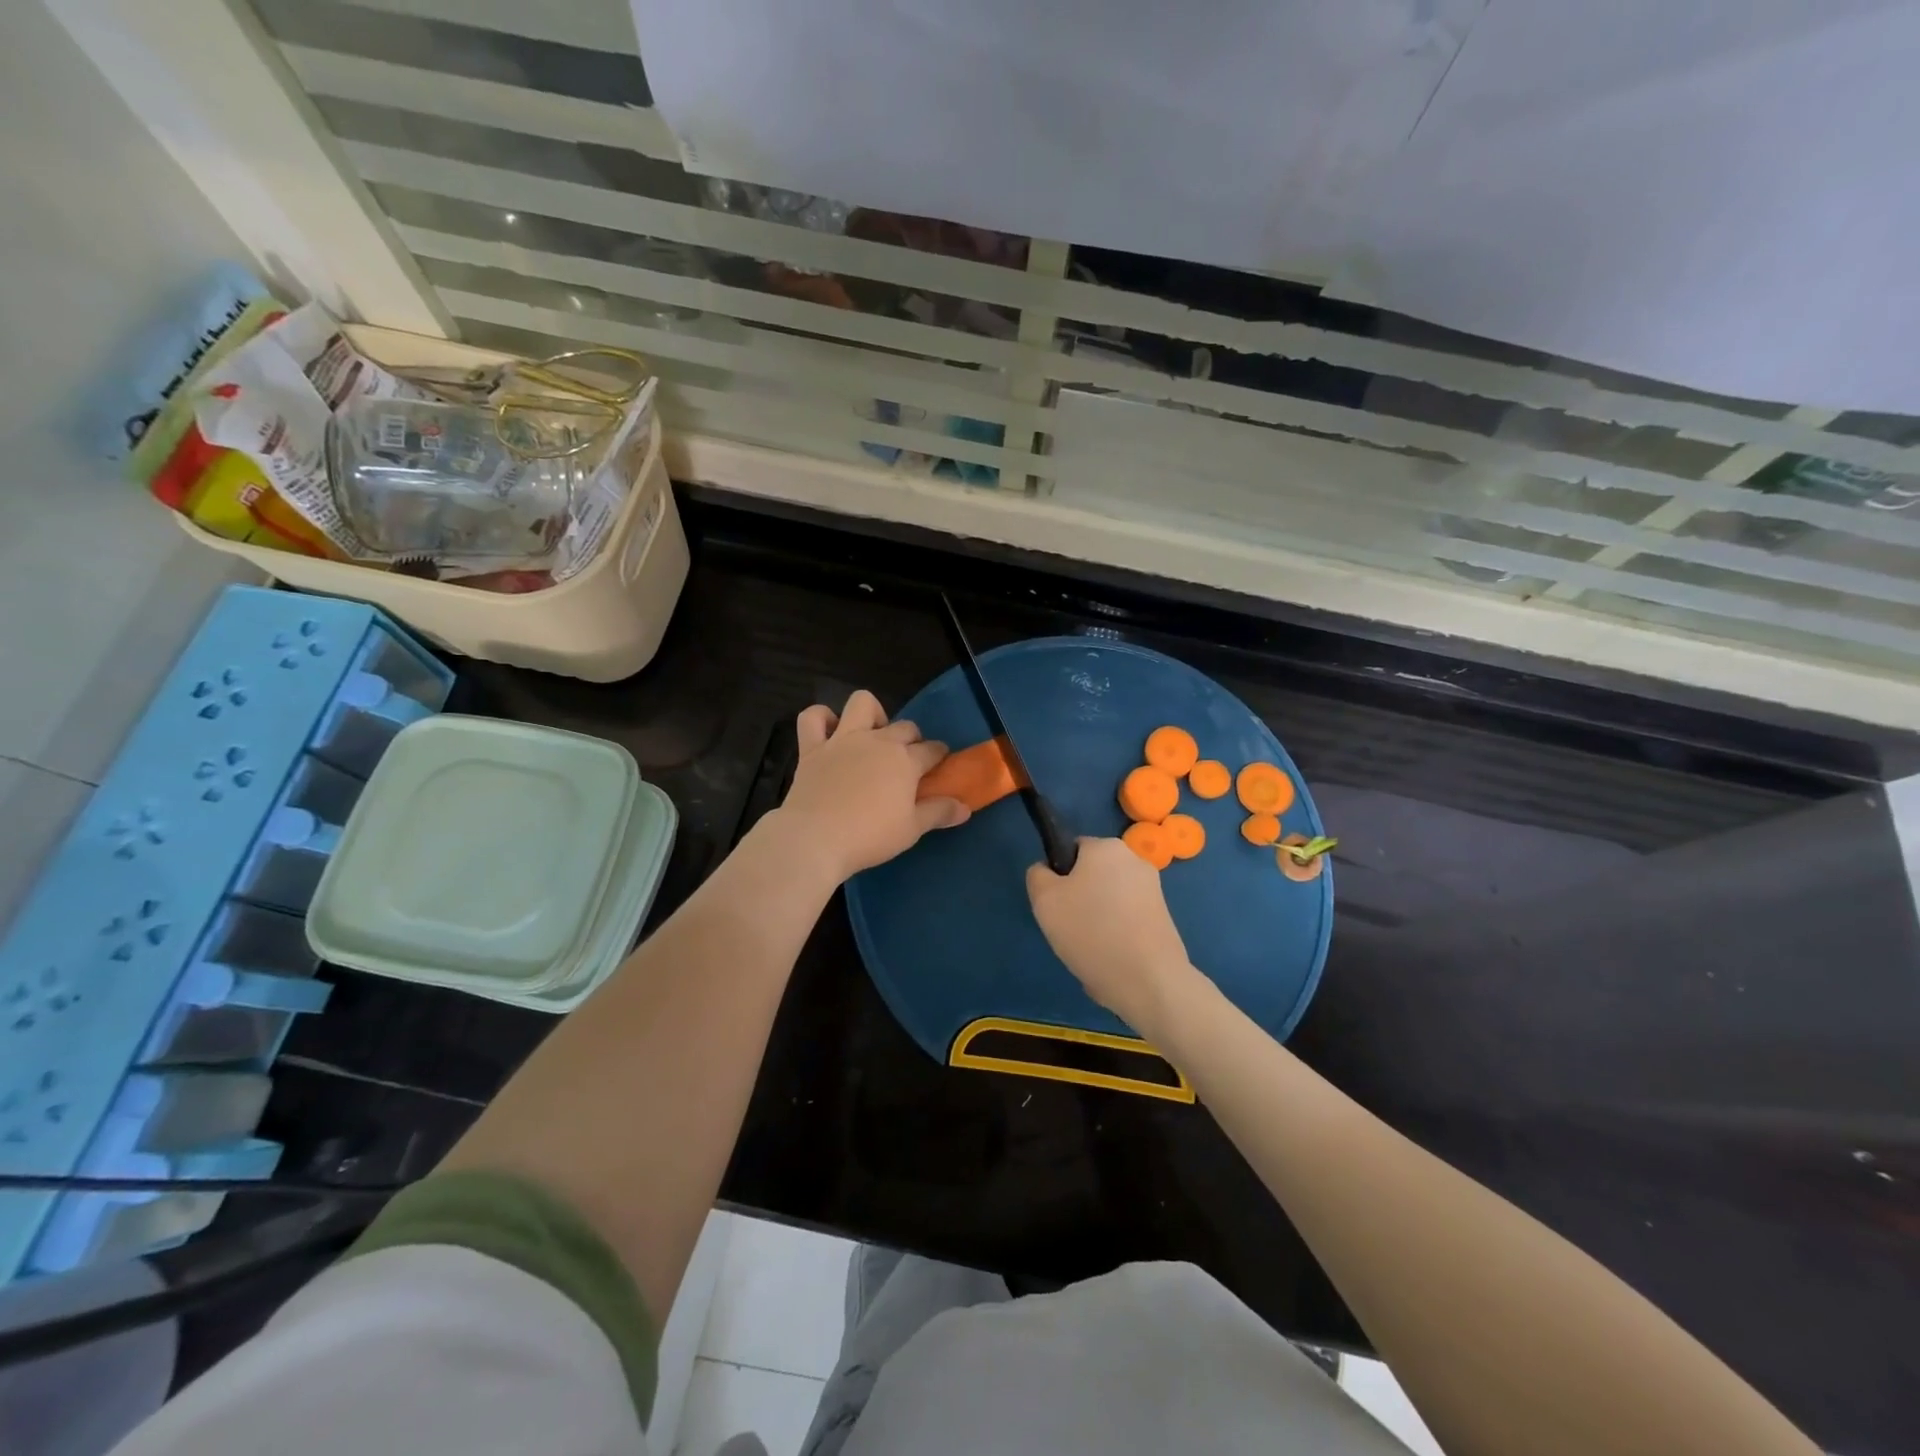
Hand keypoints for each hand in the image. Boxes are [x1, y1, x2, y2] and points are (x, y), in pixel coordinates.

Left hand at [776, 690, 969, 882]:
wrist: (815, 838)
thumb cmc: (870, 836)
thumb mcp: (912, 830)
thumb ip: (939, 813)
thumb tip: (965, 807)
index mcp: (905, 760)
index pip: (932, 750)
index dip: (939, 755)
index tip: (939, 764)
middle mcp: (877, 741)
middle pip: (904, 727)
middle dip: (912, 738)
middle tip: (907, 761)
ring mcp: (842, 740)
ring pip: (862, 703)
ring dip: (872, 713)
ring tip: (872, 734)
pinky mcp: (812, 748)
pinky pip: (813, 717)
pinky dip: (822, 718)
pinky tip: (829, 732)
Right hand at [1026, 837, 1200, 1036]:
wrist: (1148, 980)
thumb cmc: (1090, 931)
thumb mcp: (1044, 900)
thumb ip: (1038, 875)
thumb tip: (1047, 871)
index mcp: (1106, 847)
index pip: (1072, 850)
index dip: (1058, 876)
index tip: (1056, 905)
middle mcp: (1135, 860)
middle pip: (1093, 875)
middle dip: (1079, 899)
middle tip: (1069, 928)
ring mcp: (1154, 890)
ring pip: (1109, 900)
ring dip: (1097, 920)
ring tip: (1091, 949)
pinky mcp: (1164, 918)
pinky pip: (1127, 921)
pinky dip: (1116, 935)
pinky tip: (1111, 958)